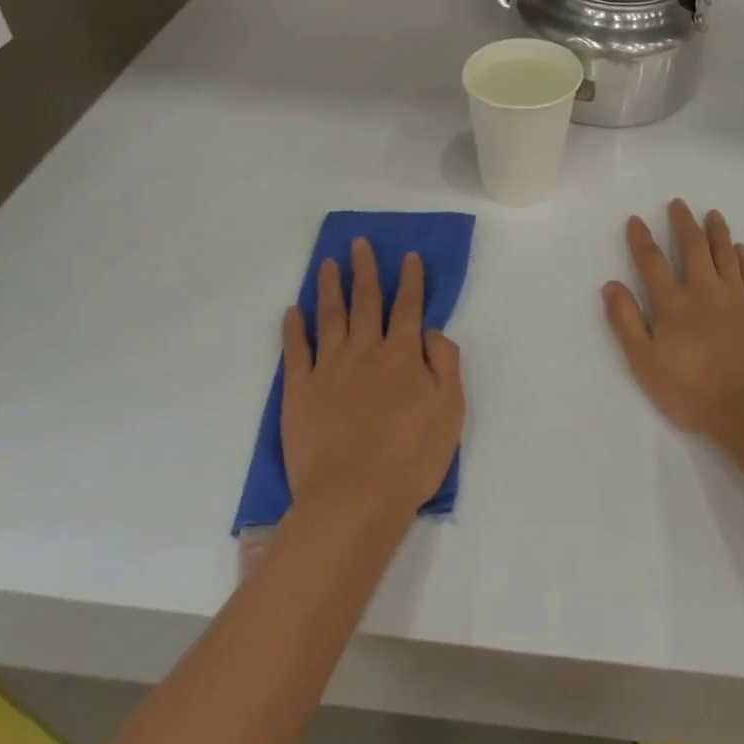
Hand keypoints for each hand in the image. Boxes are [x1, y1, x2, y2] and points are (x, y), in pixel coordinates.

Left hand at [281, 240, 464, 523]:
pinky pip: (296, 351)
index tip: (409, 256)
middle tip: (360, 243)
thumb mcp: (450, 409)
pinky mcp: (299, 392)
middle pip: (366, 301)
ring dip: (330, 287)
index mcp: (403, 354)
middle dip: (366, 270)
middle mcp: (365, 351)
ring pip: (330, 317)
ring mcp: (329, 369)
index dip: (411, 280)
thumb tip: (431, 330)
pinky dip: (294, 329)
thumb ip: (444, 363)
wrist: (353, 499)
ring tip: (328, 264)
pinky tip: (293, 311)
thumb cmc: (411, 457)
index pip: (408, 306)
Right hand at [603, 200, 743, 438]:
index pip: (652, 263)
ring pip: (725, 254)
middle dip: (683, 223)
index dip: (642, 240)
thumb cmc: (692, 390)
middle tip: (678, 203)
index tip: (636, 219)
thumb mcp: (645, 362)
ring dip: (717, 232)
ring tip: (713, 214)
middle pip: (693, 248)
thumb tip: (611, 285)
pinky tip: (741, 249)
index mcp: (673, 303)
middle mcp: (704, 291)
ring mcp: (736, 298)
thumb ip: (626, 322)